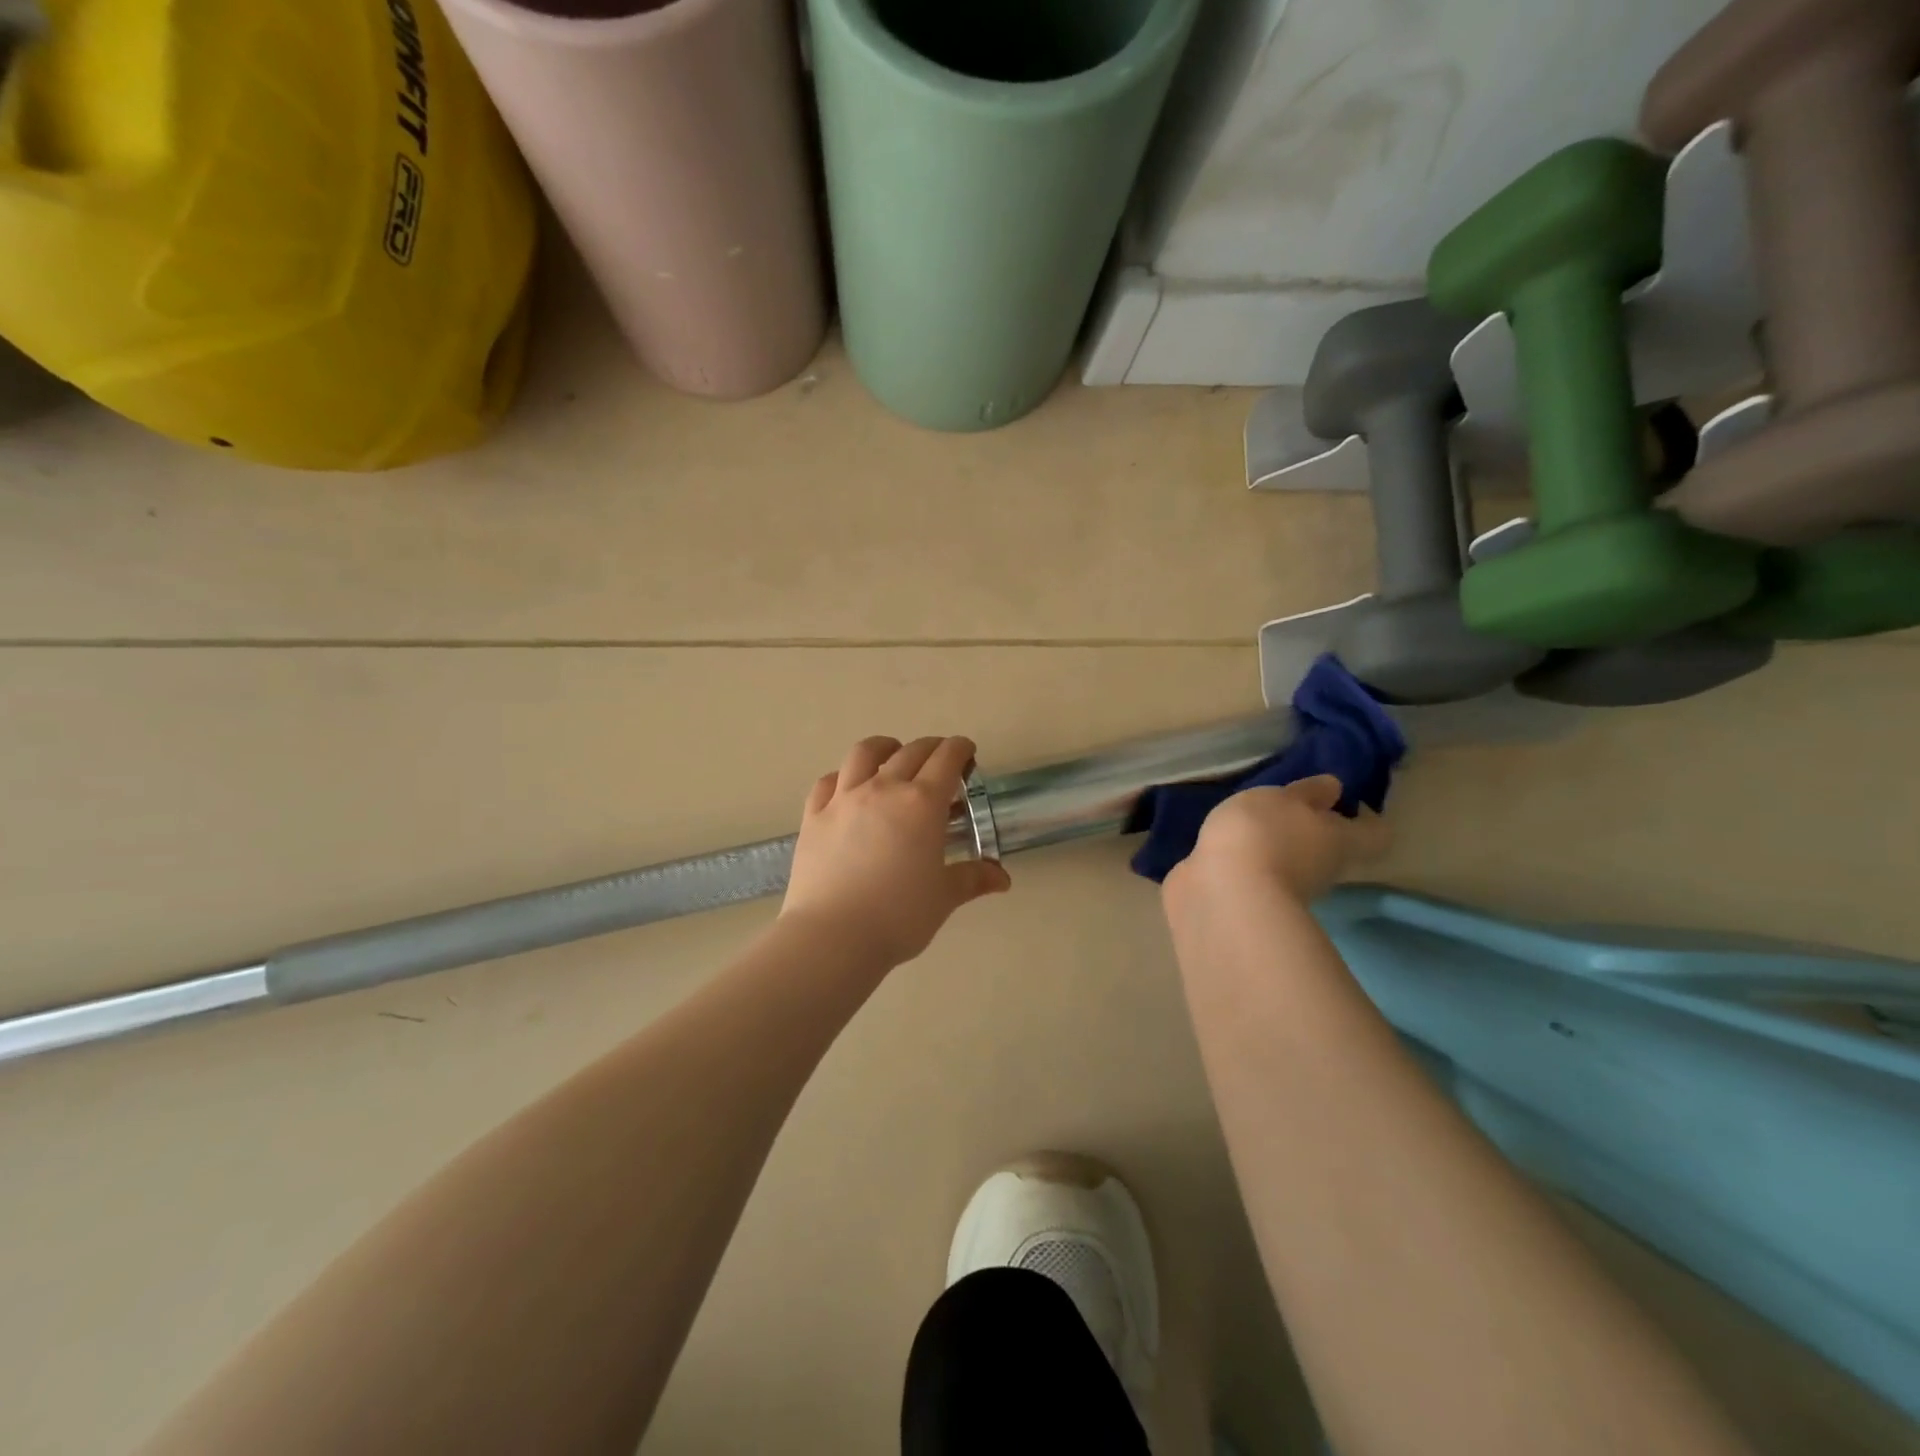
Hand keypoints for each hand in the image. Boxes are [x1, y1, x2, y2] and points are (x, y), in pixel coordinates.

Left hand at [781, 735, 1010, 967]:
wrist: (833, 935)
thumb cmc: (899, 916)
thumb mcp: (944, 898)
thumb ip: (972, 879)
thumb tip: (1002, 878)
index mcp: (922, 803)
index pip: (946, 759)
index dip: (960, 749)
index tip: (967, 753)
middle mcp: (884, 789)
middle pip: (911, 752)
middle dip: (931, 748)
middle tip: (940, 760)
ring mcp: (844, 799)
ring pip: (864, 753)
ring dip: (885, 748)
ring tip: (892, 755)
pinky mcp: (814, 815)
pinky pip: (828, 781)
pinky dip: (843, 776)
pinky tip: (848, 787)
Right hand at [1165, 774, 1388, 907]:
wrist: (1225, 894)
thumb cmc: (1263, 834)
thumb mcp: (1285, 798)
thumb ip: (1307, 792)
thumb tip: (1335, 788)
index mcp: (1342, 840)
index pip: (1376, 833)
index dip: (1366, 817)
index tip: (1343, 801)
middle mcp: (1327, 870)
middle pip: (1334, 849)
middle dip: (1314, 831)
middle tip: (1288, 809)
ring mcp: (1294, 891)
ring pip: (1298, 864)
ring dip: (1280, 848)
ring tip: (1251, 827)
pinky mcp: (1259, 903)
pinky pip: (1264, 876)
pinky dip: (1254, 863)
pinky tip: (1230, 848)